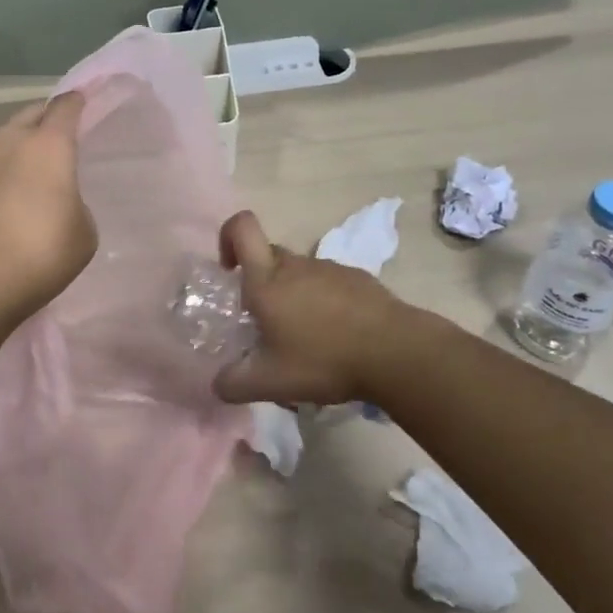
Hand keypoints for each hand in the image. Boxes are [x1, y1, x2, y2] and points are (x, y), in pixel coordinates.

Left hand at [0, 92, 96, 325]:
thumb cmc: (37, 255)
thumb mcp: (82, 234)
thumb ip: (72, 205)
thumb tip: (53, 203)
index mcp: (48, 146)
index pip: (65, 107)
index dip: (76, 102)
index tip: (81, 102)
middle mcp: (6, 141)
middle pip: (28, 116)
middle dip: (42, 122)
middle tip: (53, 141)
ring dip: (9, 156)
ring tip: (15, 185)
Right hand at [211, 210, 424, 405]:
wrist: (396, 353)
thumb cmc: (324, 360)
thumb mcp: (271, 382)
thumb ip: (234, 383)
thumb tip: (217, 384)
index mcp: (267, 280)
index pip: (242, 228)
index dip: (228, 237)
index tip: (230, 270)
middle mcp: (295, 265)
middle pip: (268, 257)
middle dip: (260, 283)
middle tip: (267, 324)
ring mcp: (329, 268)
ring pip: (299, 273)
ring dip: (294, 296)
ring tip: (307, 339)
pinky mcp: (358, 278)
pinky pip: (329, 283)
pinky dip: (325, 303)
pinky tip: (338, 336)